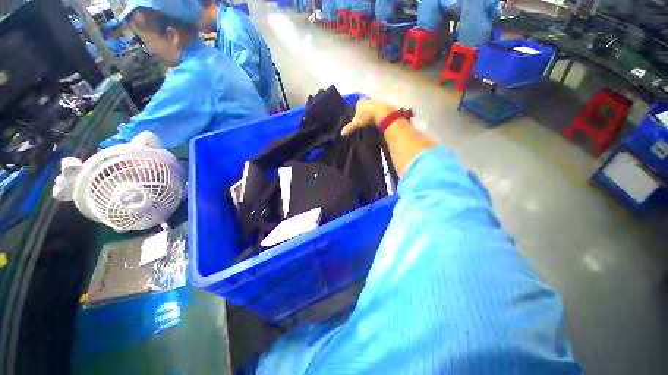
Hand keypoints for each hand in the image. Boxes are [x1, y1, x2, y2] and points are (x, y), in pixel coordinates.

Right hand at [341, 99, 397, 135]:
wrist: (382, 113)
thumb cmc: (367, 116)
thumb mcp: (356, 123)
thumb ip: (349, 127)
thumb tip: (341, 133)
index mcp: (360, 102)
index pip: (357, 105)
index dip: (357, 110)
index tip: (358, 117)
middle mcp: (368, 100)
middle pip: (366, 105)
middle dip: (365, 111)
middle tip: (365, 119)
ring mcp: (377, 102)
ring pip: (373, 107)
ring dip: (372, 112)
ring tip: (372, 121)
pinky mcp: (385, 105)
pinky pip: (380, 110)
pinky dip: (379, 114)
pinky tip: (379, 120)